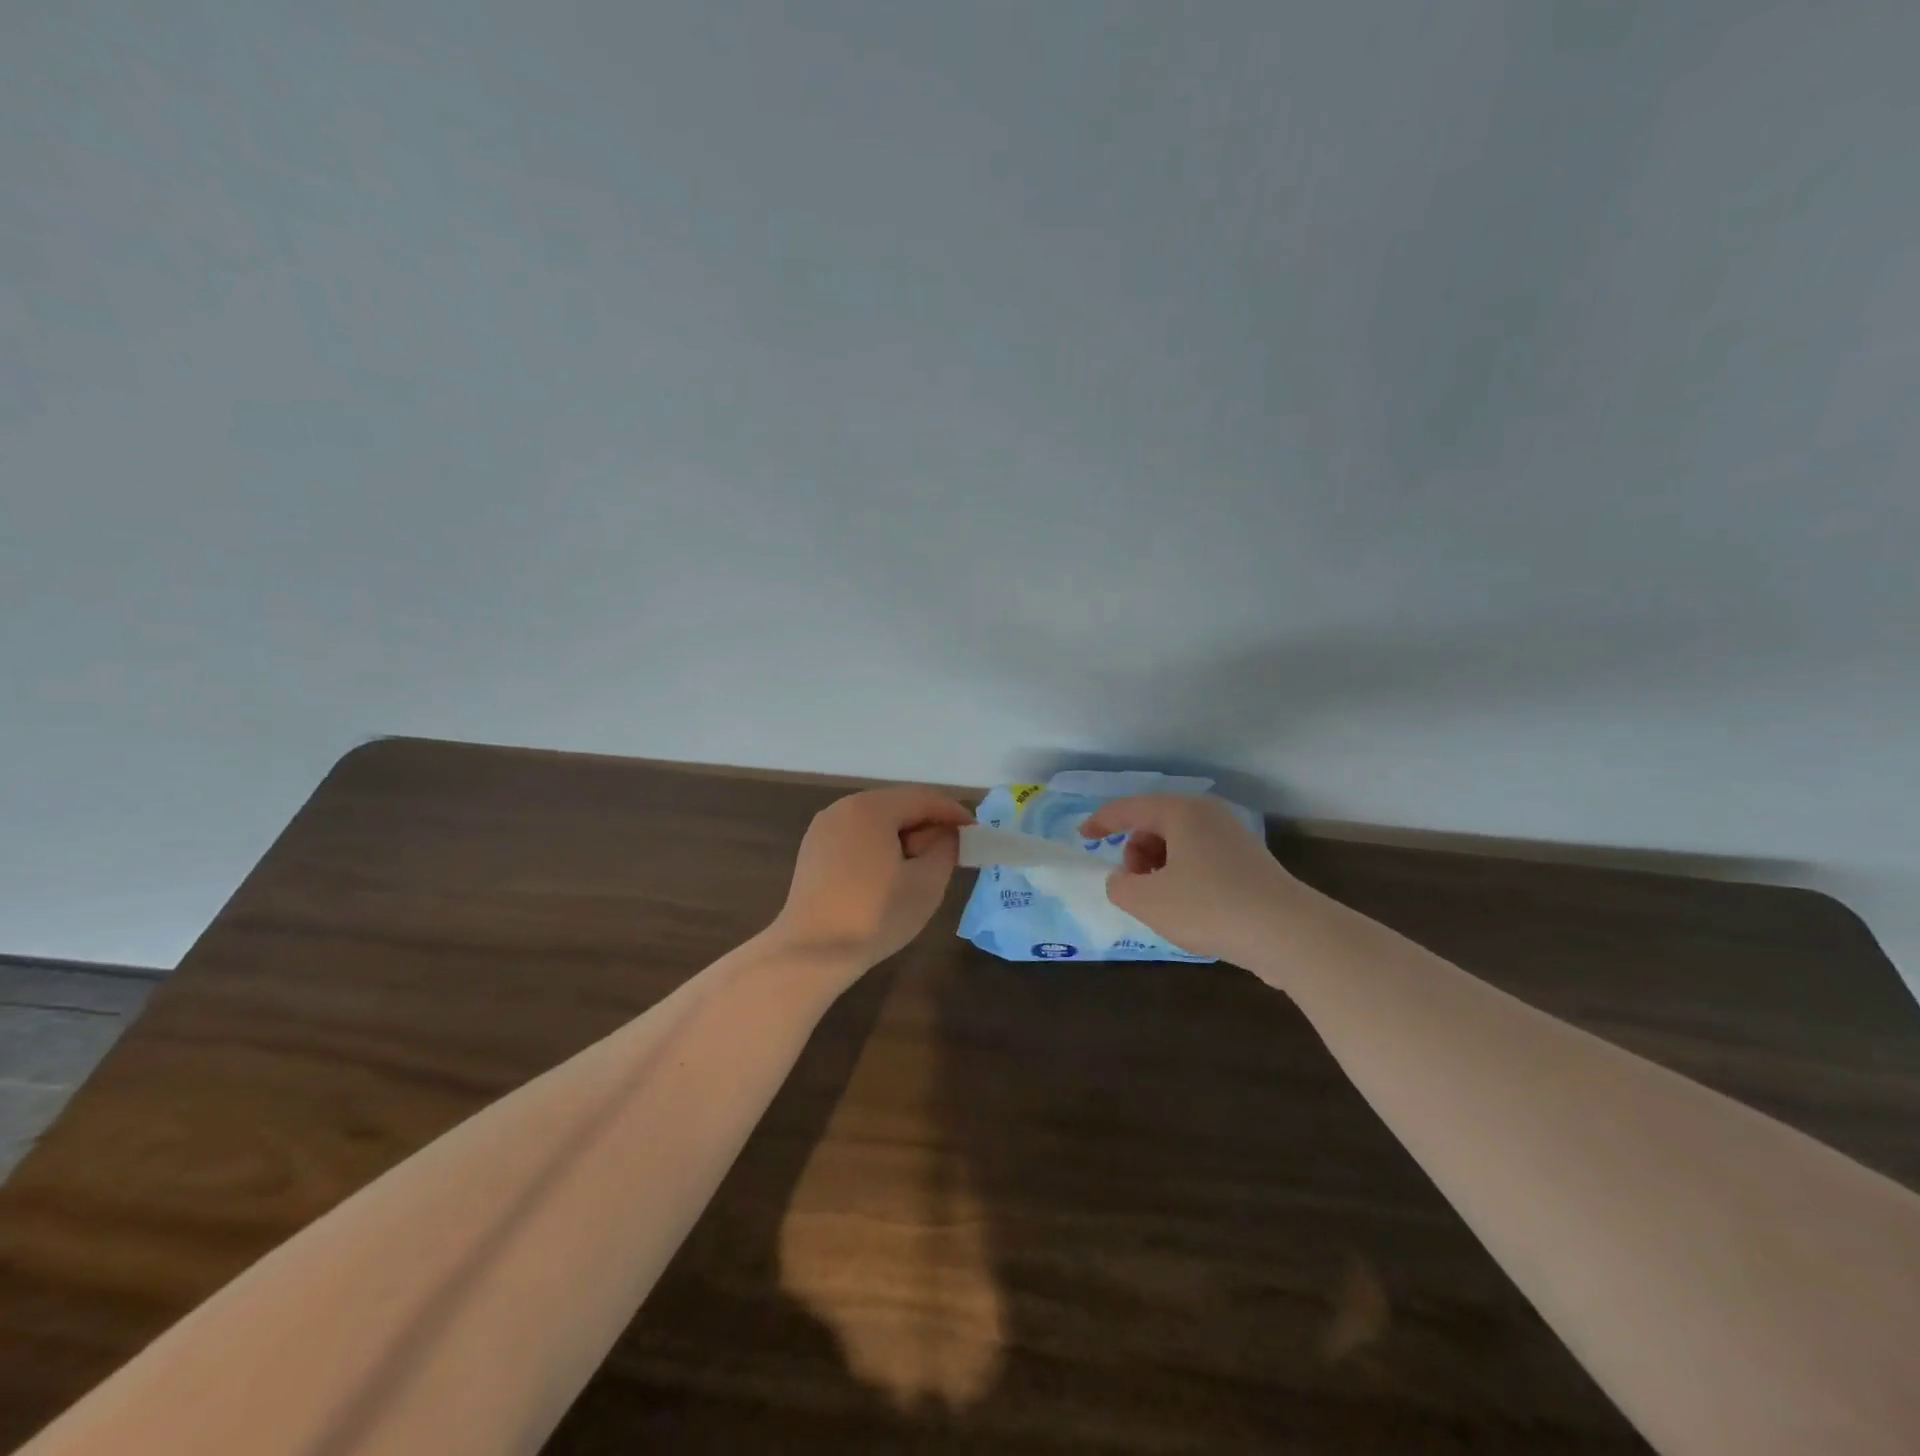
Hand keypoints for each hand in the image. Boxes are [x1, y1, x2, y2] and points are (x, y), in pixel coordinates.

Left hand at [767, 786, 974, 979]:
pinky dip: (879, 846)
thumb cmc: (874, 915)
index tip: (976, 833)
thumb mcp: (927, 882)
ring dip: (903, 837)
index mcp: (871, 808)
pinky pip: (856, 836)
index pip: (924, 798)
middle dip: (927, 825)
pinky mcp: (813, 850)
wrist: (811, 953)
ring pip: (876, 821)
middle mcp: (843, 808)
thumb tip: (944, 835)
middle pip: (897, 805)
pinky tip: (888, 875)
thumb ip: (945, 848)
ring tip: (921, 867)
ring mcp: (823, 828)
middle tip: (951, 853)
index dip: (954, 813)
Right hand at [1078, 795, 1298, 963]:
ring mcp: (1232, 838)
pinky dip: (1183, 879)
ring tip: (1164, 904)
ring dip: (1158, 871)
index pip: (1129, 809)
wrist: (1289, 934)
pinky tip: (1191, 911)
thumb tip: (1124, 881)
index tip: (1082, 838)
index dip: (1101, 822)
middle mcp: (1208, 816)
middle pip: (1154, 826)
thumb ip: (1119, 887)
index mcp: (1181, 812)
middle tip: (1137, 887)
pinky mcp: (1248, 864)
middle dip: (1135, 855)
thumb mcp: (1147, 901)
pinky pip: (1200, 861)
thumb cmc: (1209, 907)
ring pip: (1177, 846)